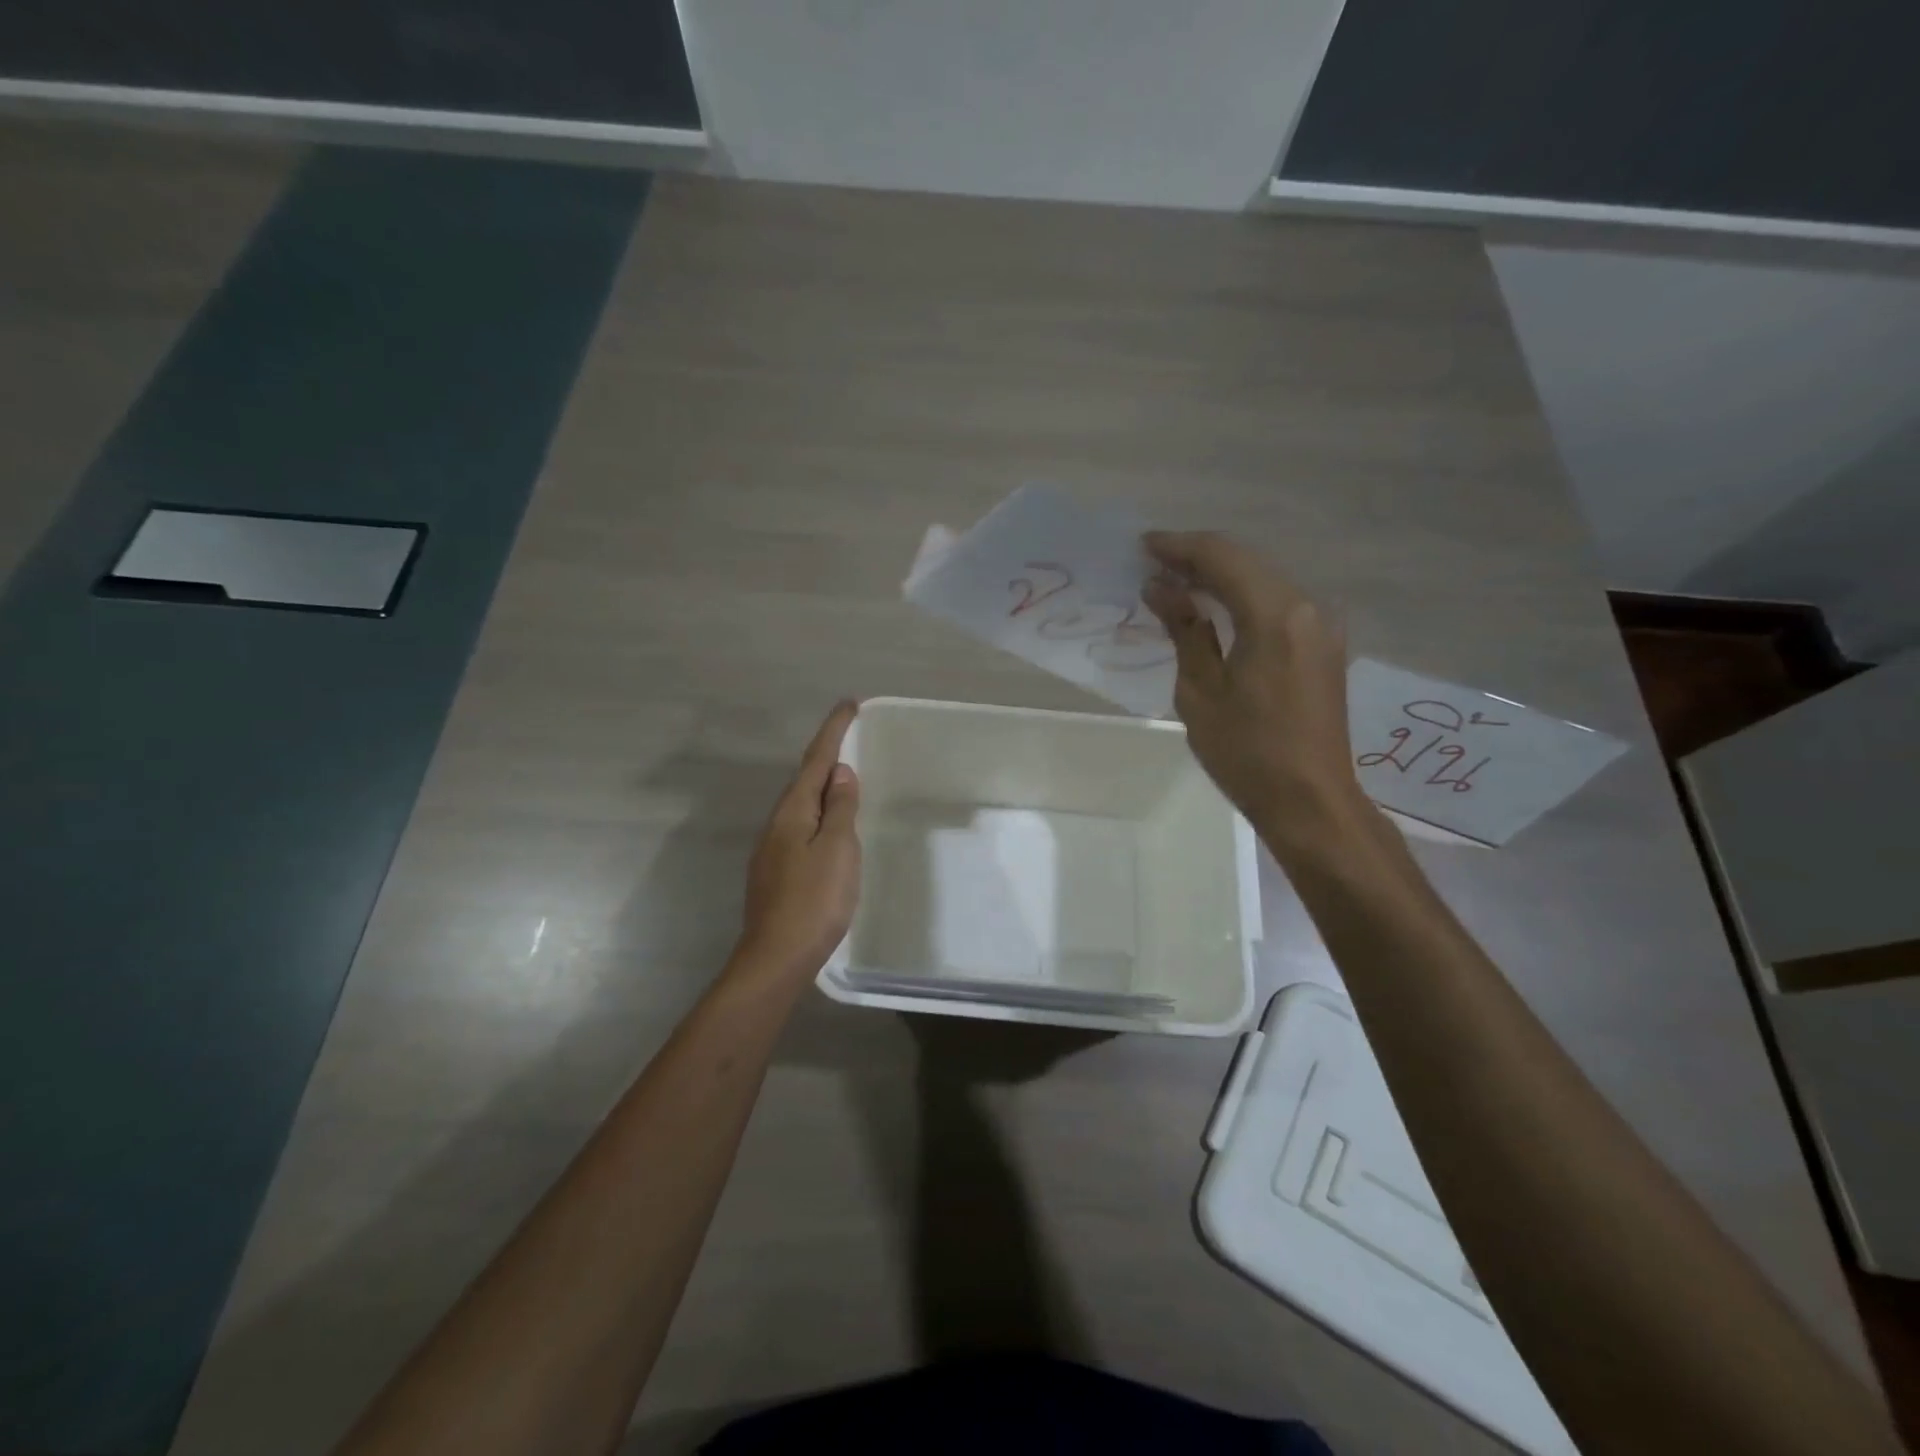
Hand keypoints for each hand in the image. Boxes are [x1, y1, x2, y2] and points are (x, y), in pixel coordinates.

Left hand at [734, 701, 861, 980]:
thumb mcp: (838, 849)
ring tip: (846, 777)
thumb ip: (841, 808)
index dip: (834, 730)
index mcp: (793, 811)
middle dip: (827, 755)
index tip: (849, 704)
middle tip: (851, 736)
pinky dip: (820, 814)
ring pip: (803, 806)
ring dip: (824, 786)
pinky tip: (831, 827)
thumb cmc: (814, 900)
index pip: (816, 760)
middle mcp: (778, 823)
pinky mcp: (776, 872)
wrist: (776, 958)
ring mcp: (773, 849)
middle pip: (805, 779)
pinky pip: (802, 828)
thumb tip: (841, 773)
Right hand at [1143, 532, 1364, 854]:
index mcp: (1276, 615)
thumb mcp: (1201, 692)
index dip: (1180, 547)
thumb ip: (1185, 631)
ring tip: (1175, 585)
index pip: (1223, 558)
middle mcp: (1308, 607)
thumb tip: (1161, 588)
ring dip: (1220, 577)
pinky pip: (1277, 604)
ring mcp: (1322, 626)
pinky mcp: (1324, 646)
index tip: (1142, 546)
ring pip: (1264, 581)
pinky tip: (1213, 610)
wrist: (1311, 802)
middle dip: (1198, 558)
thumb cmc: (1247, 753)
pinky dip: (1242, 599)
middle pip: (1247, 563)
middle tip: (1152, 565)